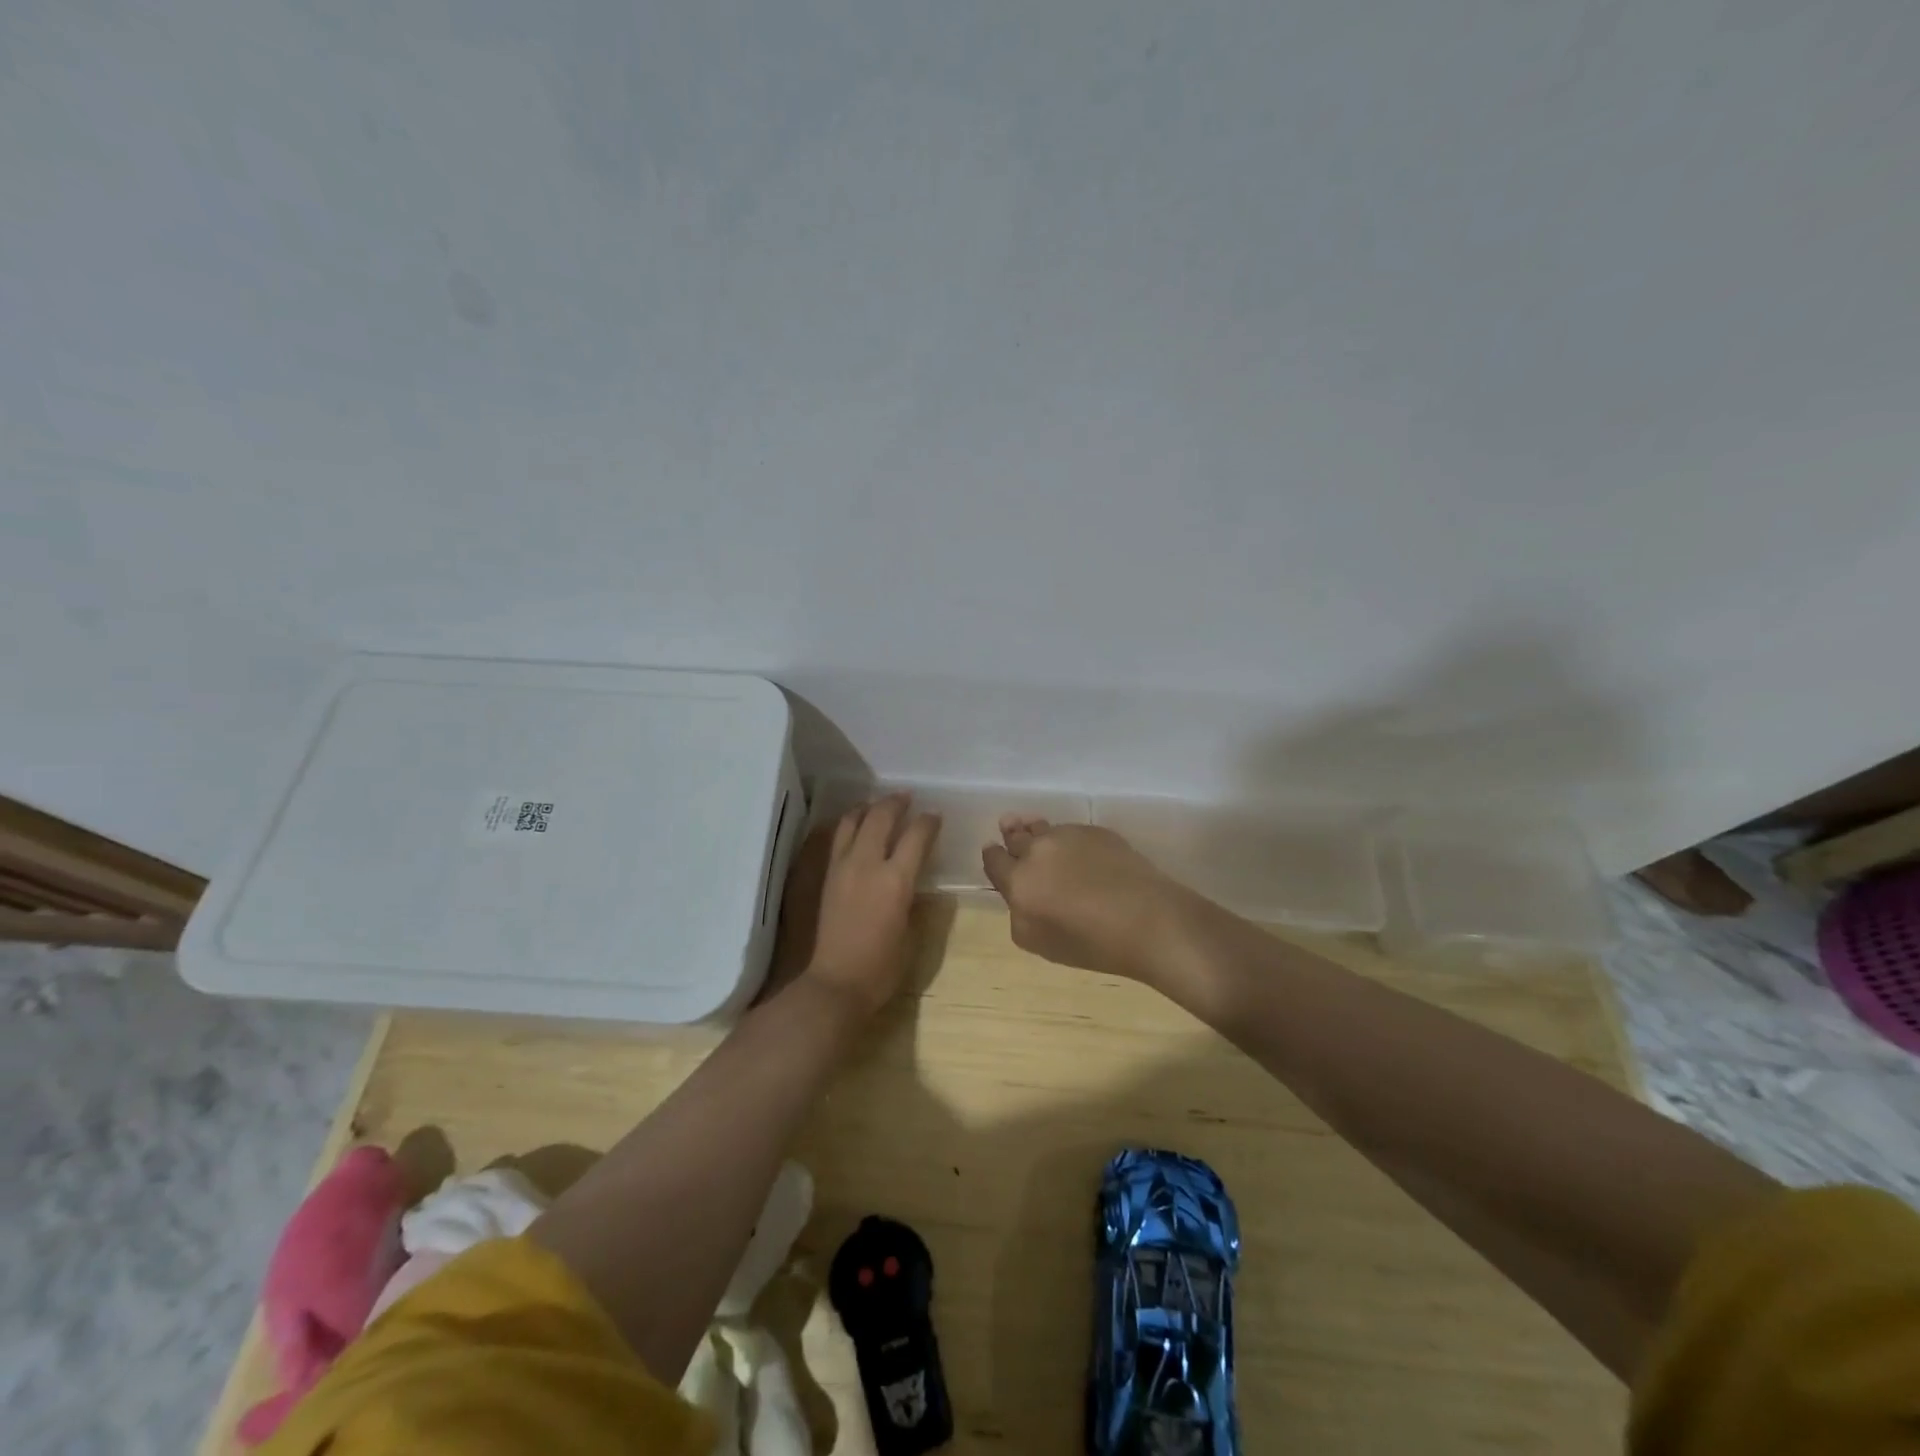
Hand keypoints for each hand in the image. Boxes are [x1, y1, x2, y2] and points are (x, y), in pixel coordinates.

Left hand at [790, 793, 939, 1016]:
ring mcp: (842, 867)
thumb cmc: (882, 967)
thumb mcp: (911, 933)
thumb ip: (913, 899)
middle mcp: (867, 864)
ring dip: (869, 808)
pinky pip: (838, 837)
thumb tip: (914, 881)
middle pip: (881, 817)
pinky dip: (850, 823)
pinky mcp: (827, 875)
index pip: (916, 836)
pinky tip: (856, 825)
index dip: (928, 822)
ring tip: (878, 804)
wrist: (836, 983)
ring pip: (853, 821)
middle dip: (896, 803)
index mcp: (896, 880)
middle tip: (906, 798)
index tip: (935, 816)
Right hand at [981, 818, 1197, 983]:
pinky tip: (1081, 854)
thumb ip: (1018, 914)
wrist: (1147, 920)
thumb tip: (1020, 897)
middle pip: (1015, 835)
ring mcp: (1069, 835)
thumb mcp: (1038, 943)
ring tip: (1042, 838)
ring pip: (1043, 828)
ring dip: (1037, 832)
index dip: (993, 857)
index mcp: (1018, 880)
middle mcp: (1038, 850)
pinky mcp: (1097, 831)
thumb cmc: (1090, 942)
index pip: (993, 858)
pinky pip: (1072, 831)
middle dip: (1011, 835)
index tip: (996, 855)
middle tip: (1011, 830)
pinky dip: (1069, 840)